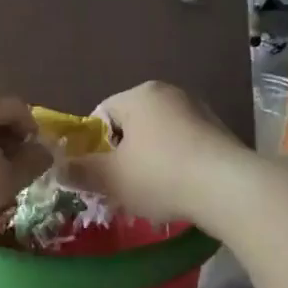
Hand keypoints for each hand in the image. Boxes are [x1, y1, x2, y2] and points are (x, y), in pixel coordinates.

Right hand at [59, 81, 247, 225]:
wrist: (230, 189)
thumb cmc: (160, 175)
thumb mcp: (110, 178)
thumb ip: (80, 170)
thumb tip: (57, 167)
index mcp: (139, 95)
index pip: (102, 113)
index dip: (93, 145)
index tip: (98, 173)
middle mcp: (170, 93)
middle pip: (132, 125)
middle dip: (122, 154)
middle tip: (121, 186)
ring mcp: (200, 111)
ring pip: (159, 137)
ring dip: (150, 161)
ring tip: (151, 194)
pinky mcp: (221, 133)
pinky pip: (185, 147)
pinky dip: (176, 165)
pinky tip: (179, 191)